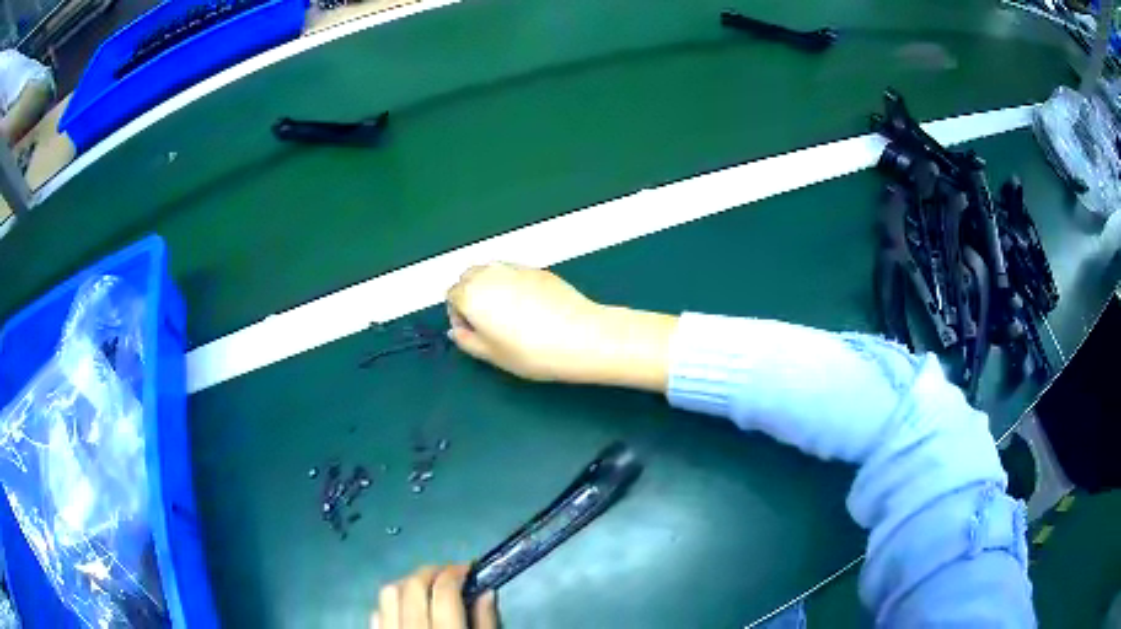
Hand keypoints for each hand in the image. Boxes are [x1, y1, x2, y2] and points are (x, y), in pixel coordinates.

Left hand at [373, 565, 496, 628]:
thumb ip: (486, 623)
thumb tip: (486, 592)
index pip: (444, 591)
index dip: (456, 572)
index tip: (468, 568)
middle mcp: (411, 627)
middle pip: (413, 586)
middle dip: (431, 572)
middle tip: (449, 572)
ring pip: (388, 593)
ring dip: (407, 583)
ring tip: (426, 586)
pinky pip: (376, 613)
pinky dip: (391, 603)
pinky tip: (406, 607)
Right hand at [446, 263, 675, 390]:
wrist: (581, 337)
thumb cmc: (532, 352)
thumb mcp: (492, 355)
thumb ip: (467, 340)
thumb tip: (456, 330)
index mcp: (472, 295)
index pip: (452, 295)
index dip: (458, 314)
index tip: (472, 331)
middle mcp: (490, 274)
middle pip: (469, 276)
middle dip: (470, 294)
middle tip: (487, 321)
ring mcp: (516, 268)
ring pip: (491, 270)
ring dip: (489, 285)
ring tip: (506, 313)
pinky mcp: (538, 270)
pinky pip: (514, 272)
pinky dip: (511, 283)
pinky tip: (528, 306)